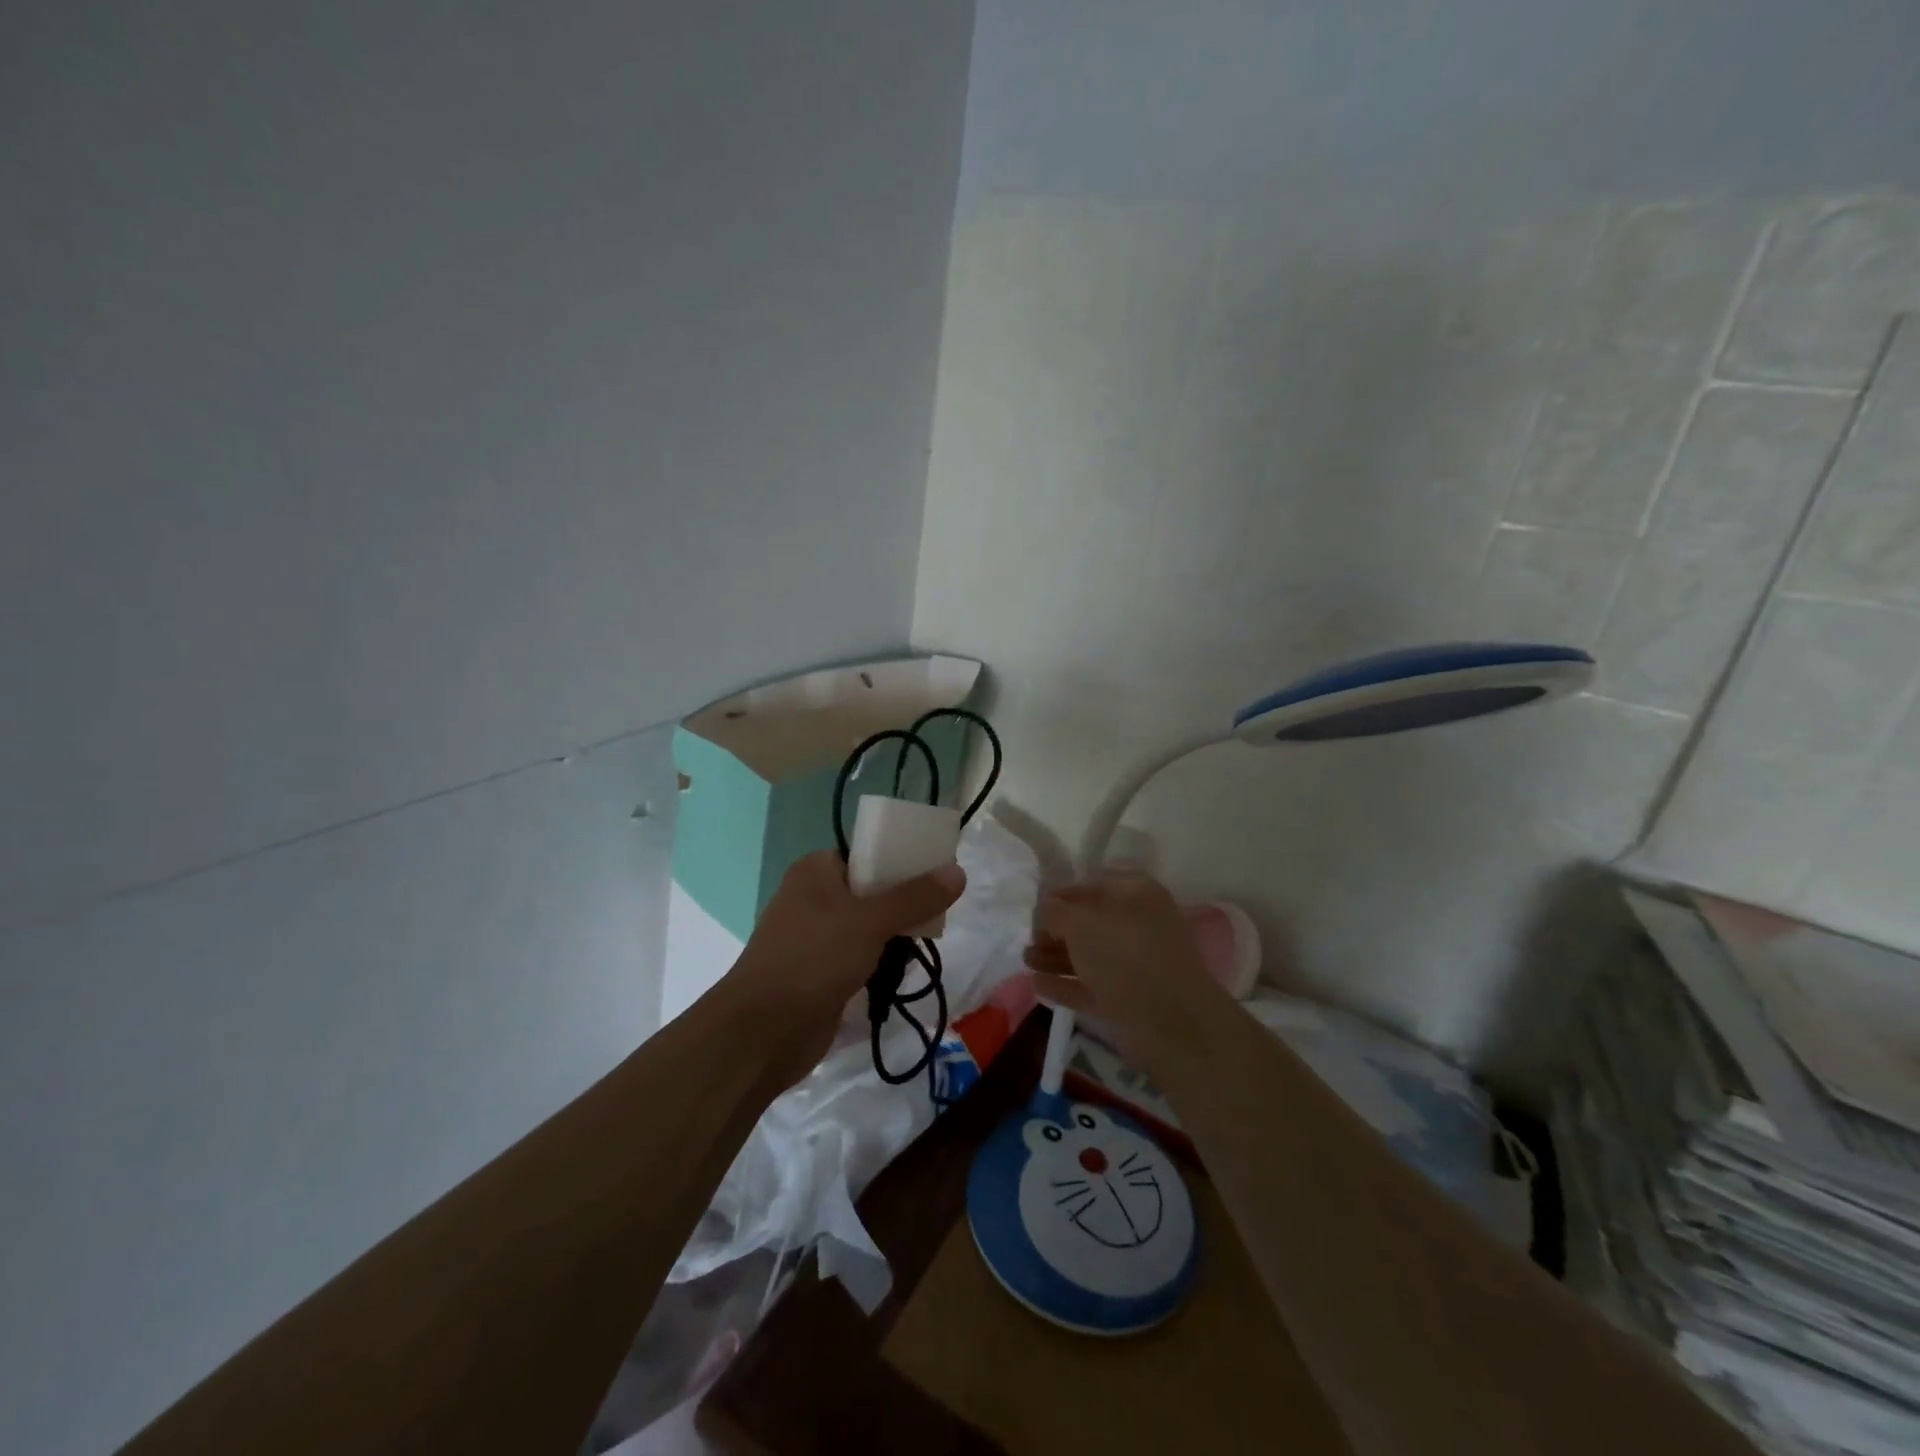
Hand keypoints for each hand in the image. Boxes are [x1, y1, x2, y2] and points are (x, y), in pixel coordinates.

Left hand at [720, 850, 966, 1087]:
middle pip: (873, 890)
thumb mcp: (870, 922)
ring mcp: (816, 936)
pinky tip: (902, 973)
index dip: (904, 861)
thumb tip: (958, 871)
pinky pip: (861, 956)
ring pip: (870, 925)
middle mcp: (814, 896)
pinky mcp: (821, 971)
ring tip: (924, 945)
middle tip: (939, 915)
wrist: (762, 1032)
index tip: (940, 874)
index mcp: (817, 870)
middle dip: (906, 903)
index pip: (869, 853)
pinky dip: (881, 962)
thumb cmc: (813, 960)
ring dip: (896, 936)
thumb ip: (915, 897)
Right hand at [1022, 872, 1208, 1032]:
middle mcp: (1140, 924)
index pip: (1097, 881)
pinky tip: (1038, 985)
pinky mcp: (1131, 999)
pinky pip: (1092, 986)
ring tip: (1026, 960)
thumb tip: (1045, 908)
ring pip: (1090, 955)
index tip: (1037, 903)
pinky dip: (1067, 984)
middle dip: (1057, 928)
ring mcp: (1137, 965)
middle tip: (1028, 936)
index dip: (1065, 890)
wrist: (1172, 1023)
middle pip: (1092, 921)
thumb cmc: (1125, 956)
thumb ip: (1056, 912)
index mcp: (1138, 894)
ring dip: (1057, 956)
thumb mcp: (1082, 923)